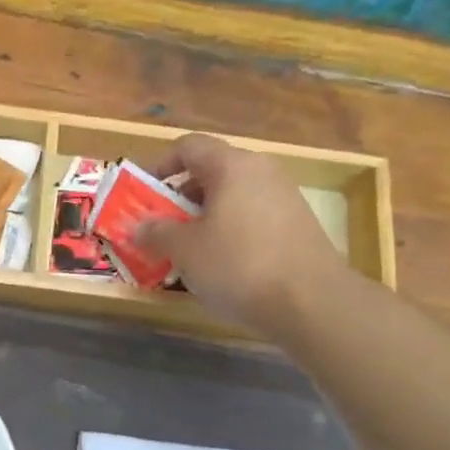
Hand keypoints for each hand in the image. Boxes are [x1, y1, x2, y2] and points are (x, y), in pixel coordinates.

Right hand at [133, 134, 346, 338]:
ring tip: (189, 251)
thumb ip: (156, 233)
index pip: (188, 146)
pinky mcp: (299, 226)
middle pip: (212, 172)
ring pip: (233, 197)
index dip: (161, 165)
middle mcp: (261, 172)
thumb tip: (138, 226)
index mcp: (232, 166)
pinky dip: (231, 232)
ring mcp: (285, 198)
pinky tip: (223, 265)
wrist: (312, 303)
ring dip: (205, 218)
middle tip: (162, 227)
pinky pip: (253, 218)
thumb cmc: (239, 265)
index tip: (144, 193)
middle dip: (181, 197)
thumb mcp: (185, 250)